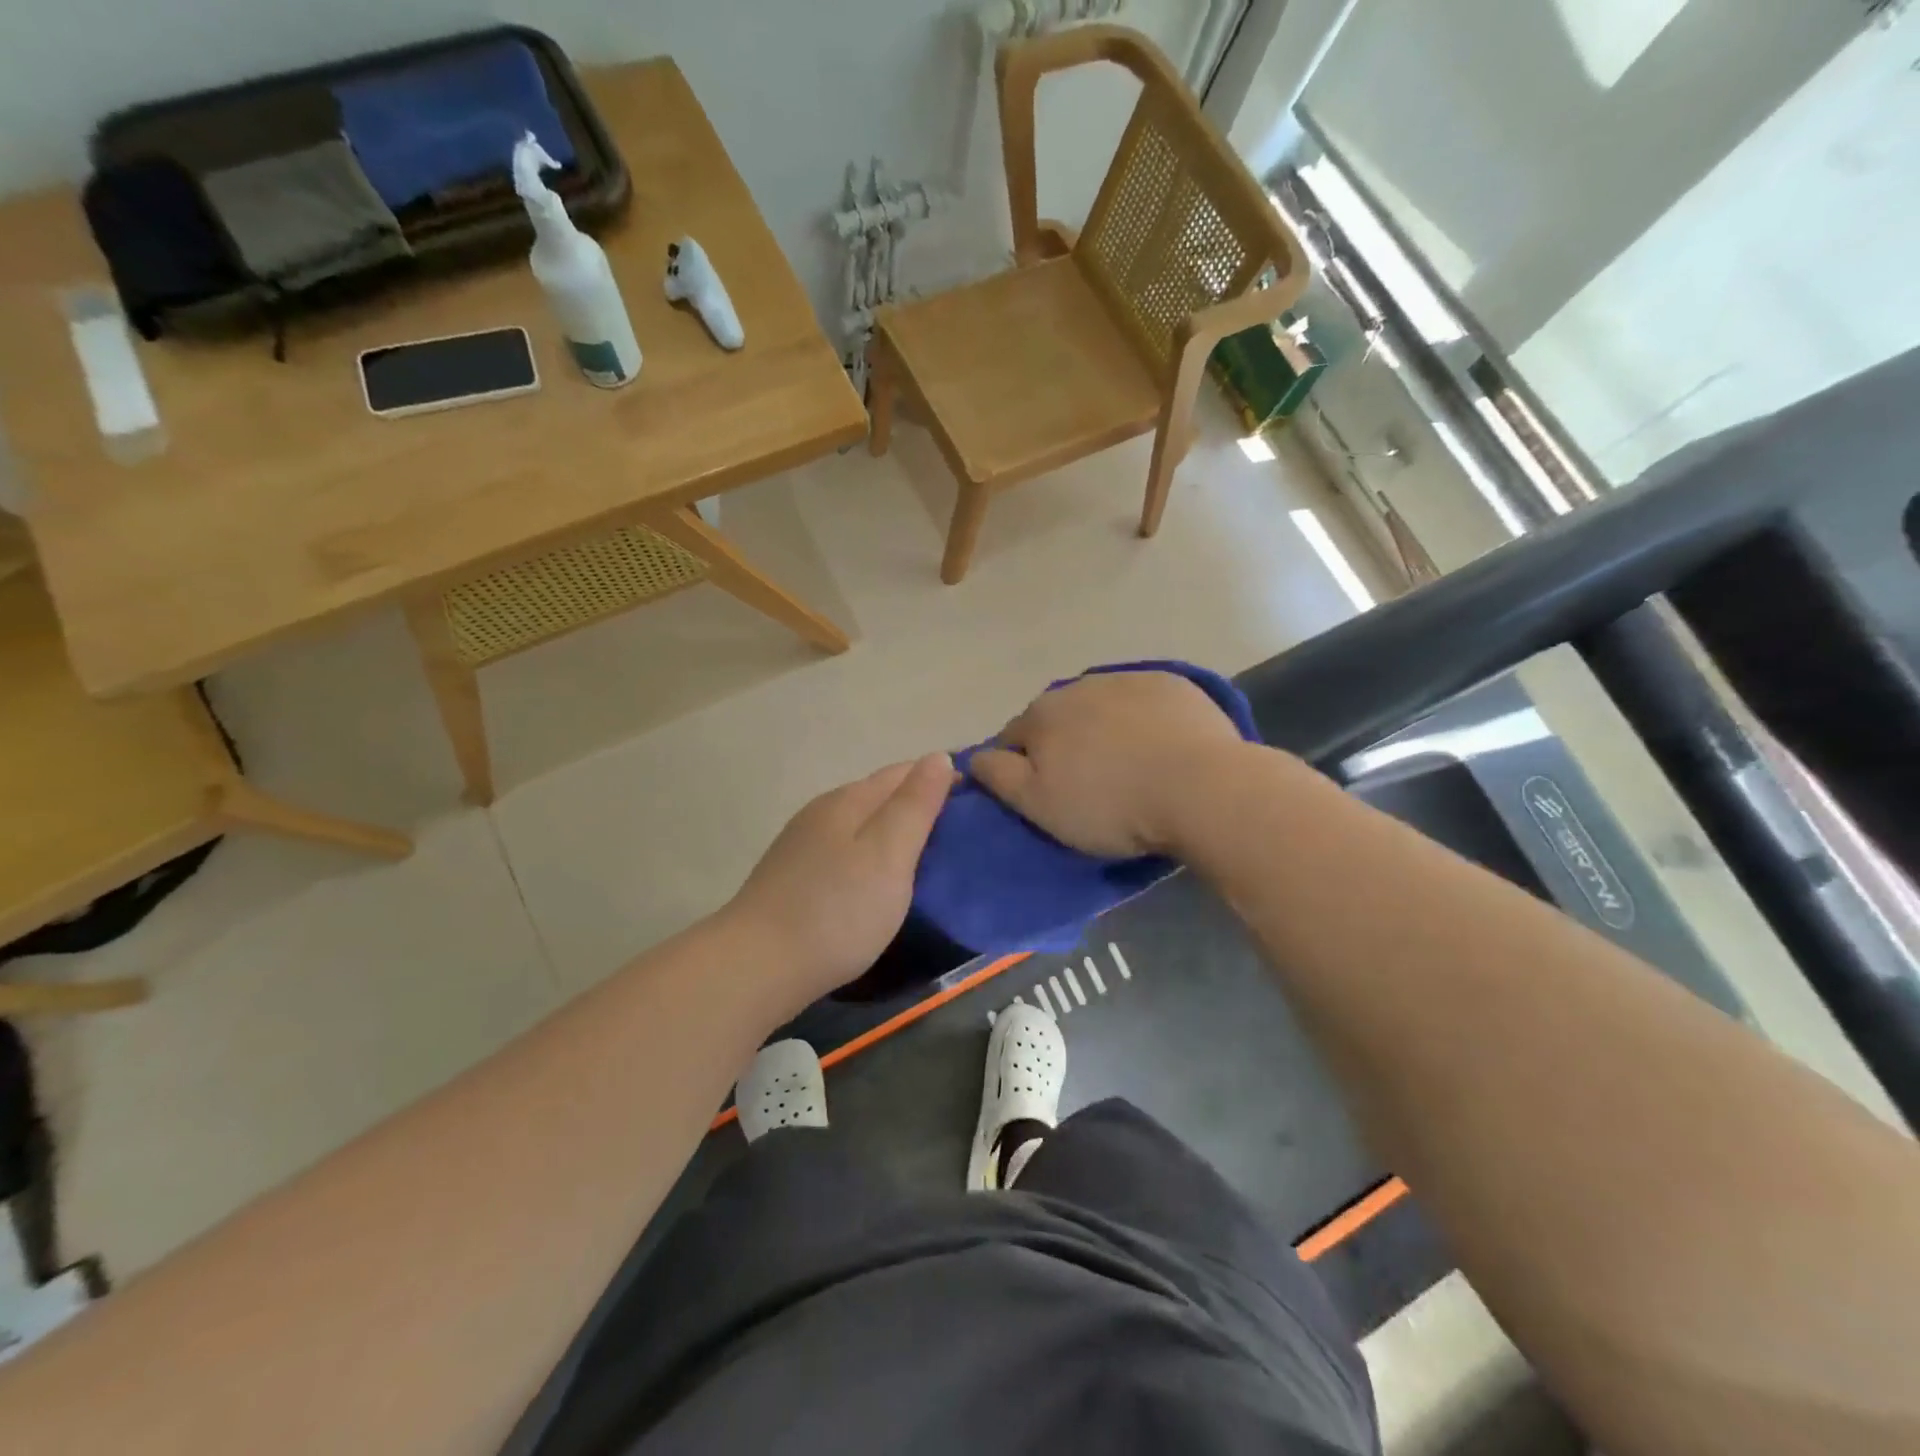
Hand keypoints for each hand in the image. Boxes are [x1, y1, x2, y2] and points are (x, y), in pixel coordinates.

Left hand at [726, 754, 954, 1004]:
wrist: (758, 966)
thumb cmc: (837, 910)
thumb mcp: (889, 853)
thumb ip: (916, 805)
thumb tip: (939, 757)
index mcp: (849, 800)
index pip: (903, 771)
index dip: (941, 778)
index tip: (977, 799)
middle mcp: (823, 812)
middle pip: (879, 795)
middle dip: (918, 804)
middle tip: (960, 833)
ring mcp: (802, 845)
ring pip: (860, 825)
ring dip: (893, 831)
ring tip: (927, 858)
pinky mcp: (793, 877)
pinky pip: (844, 851)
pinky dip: (870, 855)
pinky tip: (879, 881)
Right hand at [971, 671, 1245, 857]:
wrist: (1200, 788)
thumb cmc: (1110, 805)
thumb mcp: (1038, 805)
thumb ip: (998, 776)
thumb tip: (974, 756)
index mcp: (1042, 714)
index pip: (1014, 737)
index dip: (1023, 767)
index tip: (1046, 795)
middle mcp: (1079, 686)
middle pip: (1059, 718)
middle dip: (1064, 744)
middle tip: (1088, 785)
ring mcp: (1129, 679)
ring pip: (1101, 707)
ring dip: (1103, 729)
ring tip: (1129, 768)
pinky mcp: (1173, 684)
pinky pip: (1144, 702)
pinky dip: (1143, 720)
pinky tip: (1162, 748)